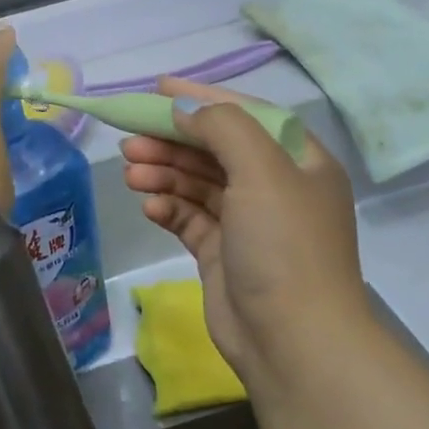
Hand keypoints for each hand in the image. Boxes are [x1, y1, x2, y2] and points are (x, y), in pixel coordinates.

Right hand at [120, 76, 366, 392]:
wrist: (293, 340)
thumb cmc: (284, 245)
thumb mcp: (261, 170)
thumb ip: (222, 127)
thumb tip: (184, 109)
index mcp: (299, 160)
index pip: (246, 114)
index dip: (201, 98)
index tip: (157, 88)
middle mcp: (275, 187)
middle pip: (215, 150)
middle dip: (173, 142)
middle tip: (129, 140)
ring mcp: (248, 224)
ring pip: (198, 185)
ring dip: (165, 174)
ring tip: (130, 173)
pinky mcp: (222, 254)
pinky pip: (190, 219)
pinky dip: (169, 209)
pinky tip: (149, 207)